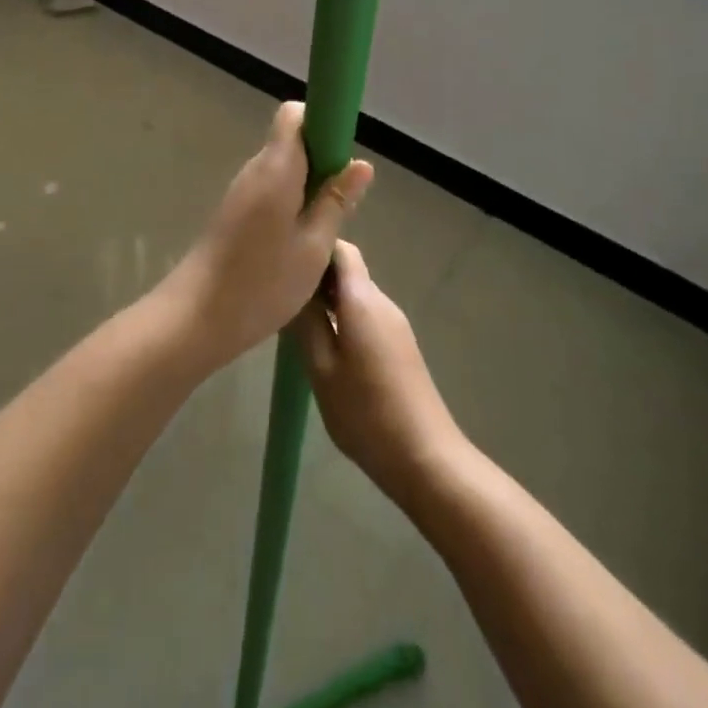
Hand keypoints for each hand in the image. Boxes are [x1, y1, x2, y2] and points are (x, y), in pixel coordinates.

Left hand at [164, 102, 372, 370]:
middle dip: (321, 160)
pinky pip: (270, 189)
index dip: (322, 123)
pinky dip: (290, 202)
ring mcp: (242, 190)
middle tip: (342, 201)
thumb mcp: (314, 246)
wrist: (198, 317)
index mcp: (276, 167)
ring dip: (308, 185)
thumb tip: (361, 164)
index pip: (294, 115)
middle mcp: (255, 169)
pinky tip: (300, 240)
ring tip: (325, 228)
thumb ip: (336, 201)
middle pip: (291, 140)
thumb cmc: (263, 282)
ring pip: (282, 168)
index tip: (343, 156)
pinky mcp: (235, 211)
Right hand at [294, 241, 464, 501]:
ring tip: (294, 318)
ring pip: (355, 294)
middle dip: (315, 275)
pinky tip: (322, 342)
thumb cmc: (366, 414)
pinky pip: (365, 315)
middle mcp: (382, 303)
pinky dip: (341, 317)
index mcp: (363, 300)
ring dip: (327, 298)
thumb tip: (290, 288)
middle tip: (281, 293)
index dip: (314, 248)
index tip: (285, 260)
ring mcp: (394, 324)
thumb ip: (305, 323)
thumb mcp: (322, 370)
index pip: (341, 250)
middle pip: (347, 270)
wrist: (426, 458)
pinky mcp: (399, 345)